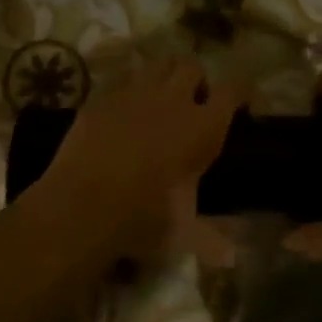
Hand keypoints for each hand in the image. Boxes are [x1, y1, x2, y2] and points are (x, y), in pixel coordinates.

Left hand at [33, 56, 240, 256]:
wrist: (81, 207)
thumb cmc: (142, 219)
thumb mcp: (183, 233)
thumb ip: (210, 239)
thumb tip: (231, 257)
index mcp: (203, 128)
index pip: (233, 90)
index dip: (239, 92)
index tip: (239, 102)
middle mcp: (173, 101)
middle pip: (192, 67)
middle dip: (195, 80)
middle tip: (191, 104)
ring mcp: (134, 94)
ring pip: (157, 64)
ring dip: (163, 76)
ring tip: (158, 100)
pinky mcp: (101, 98)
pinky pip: (121, 80)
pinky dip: (128, 91)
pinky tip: (122, 113)